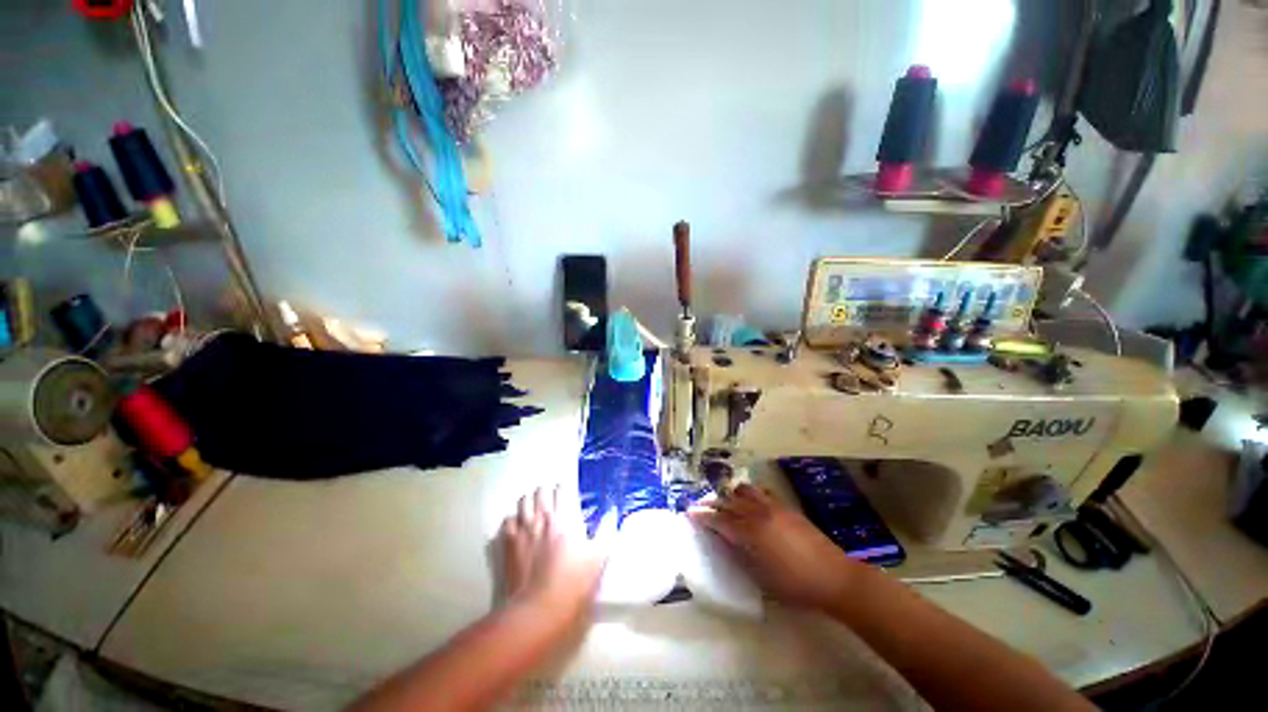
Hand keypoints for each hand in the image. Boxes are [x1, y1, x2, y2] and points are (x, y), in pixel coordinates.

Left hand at [500, 486, 604, 631]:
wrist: (538, 610)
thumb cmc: (573, 583)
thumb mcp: (598, 557)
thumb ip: (606, 531)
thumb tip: (612, 513)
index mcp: (565, 518)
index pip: (563, 489)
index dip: (566, 490)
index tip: (570, 498)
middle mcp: (542, 517)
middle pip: (541, 491)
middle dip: (547, 493)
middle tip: (553, 503)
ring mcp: (523, 529)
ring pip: (523, 501)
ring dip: (530, 502)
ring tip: (535, 511)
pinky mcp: (509, 544)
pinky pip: (508, 520)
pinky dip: (514, 520)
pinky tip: (520, 528)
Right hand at [689, 483, 863, 611]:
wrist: (835, 578)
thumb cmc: (795, 586)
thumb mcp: (761, 577)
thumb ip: (739, 554)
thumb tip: (724, 540)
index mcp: (750, 533)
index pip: (719, 519)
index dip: (702, 516)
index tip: (689, 512)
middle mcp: (758, 513)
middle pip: (728, 501)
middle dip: (711, 502)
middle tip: (700, 506)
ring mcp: (773, 507)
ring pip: (743, 491)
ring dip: (730, 494)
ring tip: (724, 502)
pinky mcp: (786, 506)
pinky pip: (761, 492)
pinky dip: (749, 494)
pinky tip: (749, 501)